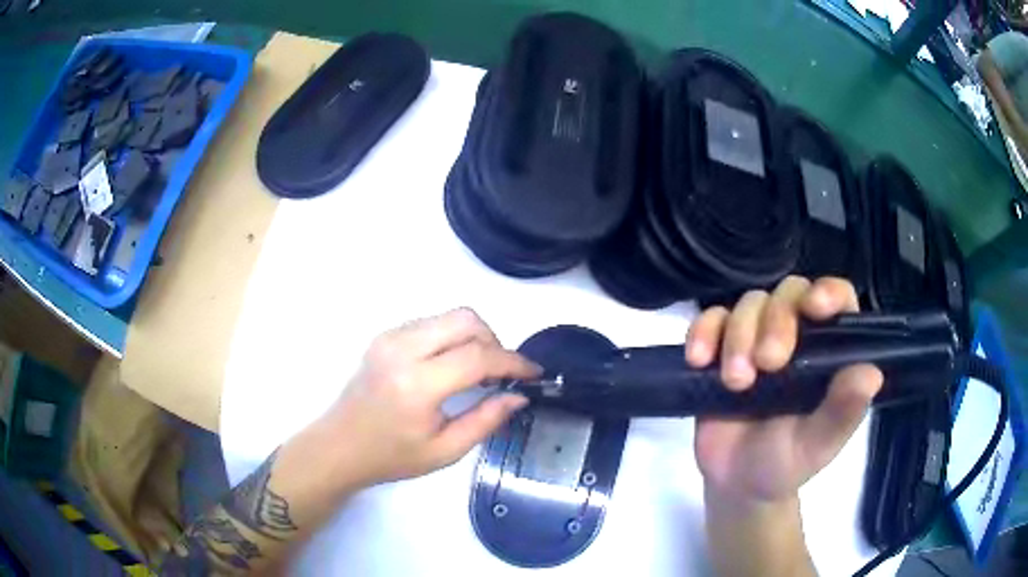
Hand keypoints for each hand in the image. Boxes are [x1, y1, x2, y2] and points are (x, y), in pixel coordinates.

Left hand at [320, 308, 538, 488]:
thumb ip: (486, 420)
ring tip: (478, 369)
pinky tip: (450, 364)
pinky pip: (431, 322)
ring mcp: (390, 337)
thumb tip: (519, 395)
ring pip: (449, 315)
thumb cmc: (392, 456)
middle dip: (494, 341)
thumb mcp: (445, 451)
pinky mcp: (385, 335)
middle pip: (466, 319)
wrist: (340, 446)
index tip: (533, 372)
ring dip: (474, 337)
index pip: (478, 356)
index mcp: (417, 384)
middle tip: (500, 372)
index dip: (513, 361)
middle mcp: (402, 349)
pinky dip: (452, 336)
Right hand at [686, 276, 882, 502]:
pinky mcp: (720, 348)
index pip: (838, 300)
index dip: (829, 293)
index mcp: (830, 350)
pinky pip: (709, 320)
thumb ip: (842, 413)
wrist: (735, 482)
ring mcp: (756, 337)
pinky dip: (702, 331)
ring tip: (736, 383)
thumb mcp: (817, 445)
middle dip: (776, 321)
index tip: (816, 308)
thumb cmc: (786, 463)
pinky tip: (699, 360)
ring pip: (750, 303)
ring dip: (739, 334)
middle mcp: (797, 335)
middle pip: (789, 293)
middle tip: (768, 364)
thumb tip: (872, 374)